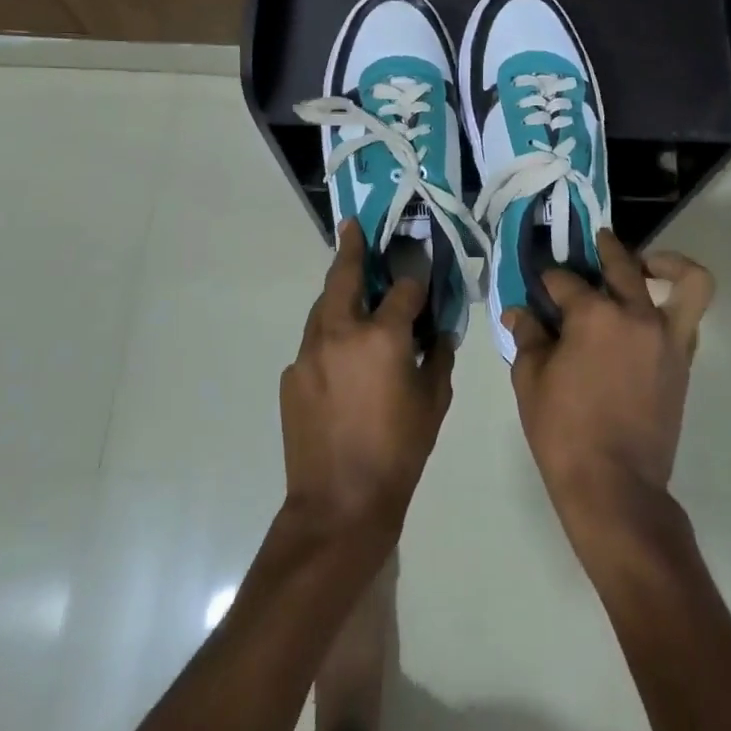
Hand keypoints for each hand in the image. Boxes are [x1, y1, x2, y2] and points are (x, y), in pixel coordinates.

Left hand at [281, 222, 454, 542]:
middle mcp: (340, 332)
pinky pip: (314, 342)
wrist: (339, 503)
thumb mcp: (434, 402)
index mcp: (382, 336)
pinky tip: (342, 354)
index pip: (404, 289)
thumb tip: (437, 334)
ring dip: (338, 291)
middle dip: (352, 249)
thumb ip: (437, 358)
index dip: (417, 280)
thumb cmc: (399, 452)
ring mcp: (309, 352)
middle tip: (353, 227)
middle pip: (344, 276)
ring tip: (350, 282)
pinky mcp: (292, 374)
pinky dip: (330, 335)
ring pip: (323, 306)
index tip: (423, 276)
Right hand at [505, 231, 713, 538]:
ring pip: (683, 280)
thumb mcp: (531, 381)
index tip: (539, 285)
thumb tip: (519, 311)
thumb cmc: (564, 432)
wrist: (615, 486)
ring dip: (665, 264)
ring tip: (645, 264)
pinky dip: (675, 304)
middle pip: (622, 264)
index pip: (566, 280)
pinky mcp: (682, 360)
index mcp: (594, 315)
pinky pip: (689, 317)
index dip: (548, 280)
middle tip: (592, 245)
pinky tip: (647, 312)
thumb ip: (527, 337)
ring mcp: (666, 336)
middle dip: (603, 249)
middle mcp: (636, 315)